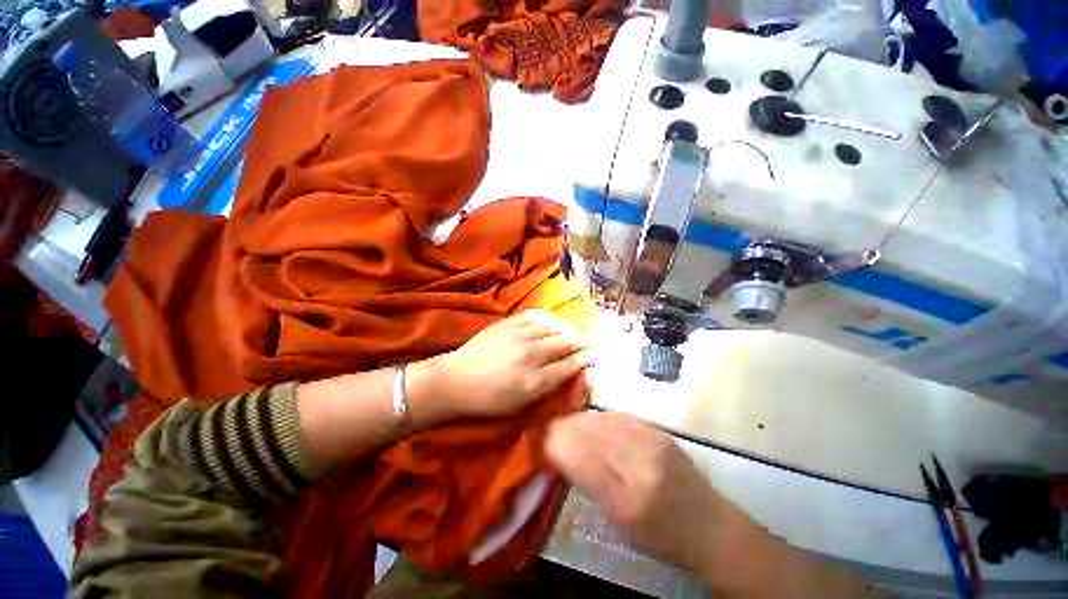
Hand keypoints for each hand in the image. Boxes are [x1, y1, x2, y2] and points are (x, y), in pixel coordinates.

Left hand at [432, 310, 592, 417]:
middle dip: (580, 341)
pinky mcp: (507, 323)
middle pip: (564, 343)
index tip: (593, 355)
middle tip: (587, 341)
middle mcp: (531, 355)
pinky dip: (546, 317)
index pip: (568, 366)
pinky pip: (533, 315)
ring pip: (552, 327)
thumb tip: (567, 372)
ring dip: (566, 328)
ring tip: (571, 330)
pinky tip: (551, 320)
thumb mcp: (520, 404)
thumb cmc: (488, 399)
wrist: (456, 380)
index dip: (584, 359)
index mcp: (534, 381)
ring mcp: (518, 336)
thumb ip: (546, 387)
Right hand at [544, 412, 731, 573]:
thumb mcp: (620, 525)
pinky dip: (599, 417)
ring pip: (604, 420)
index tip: (540, 440)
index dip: (557, 445)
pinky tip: (591, 422)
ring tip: (566, 423)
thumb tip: (563, 455)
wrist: (710, 525)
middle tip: (549, 429)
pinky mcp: (658, 431)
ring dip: (580, 420)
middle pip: (591, 434)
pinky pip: (620, 417)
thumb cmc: (662, 537)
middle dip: (564, 428)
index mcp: (628, 501)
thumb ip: (591, 485)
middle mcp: (640, 465)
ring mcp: (652, 443)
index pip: (581, 460)